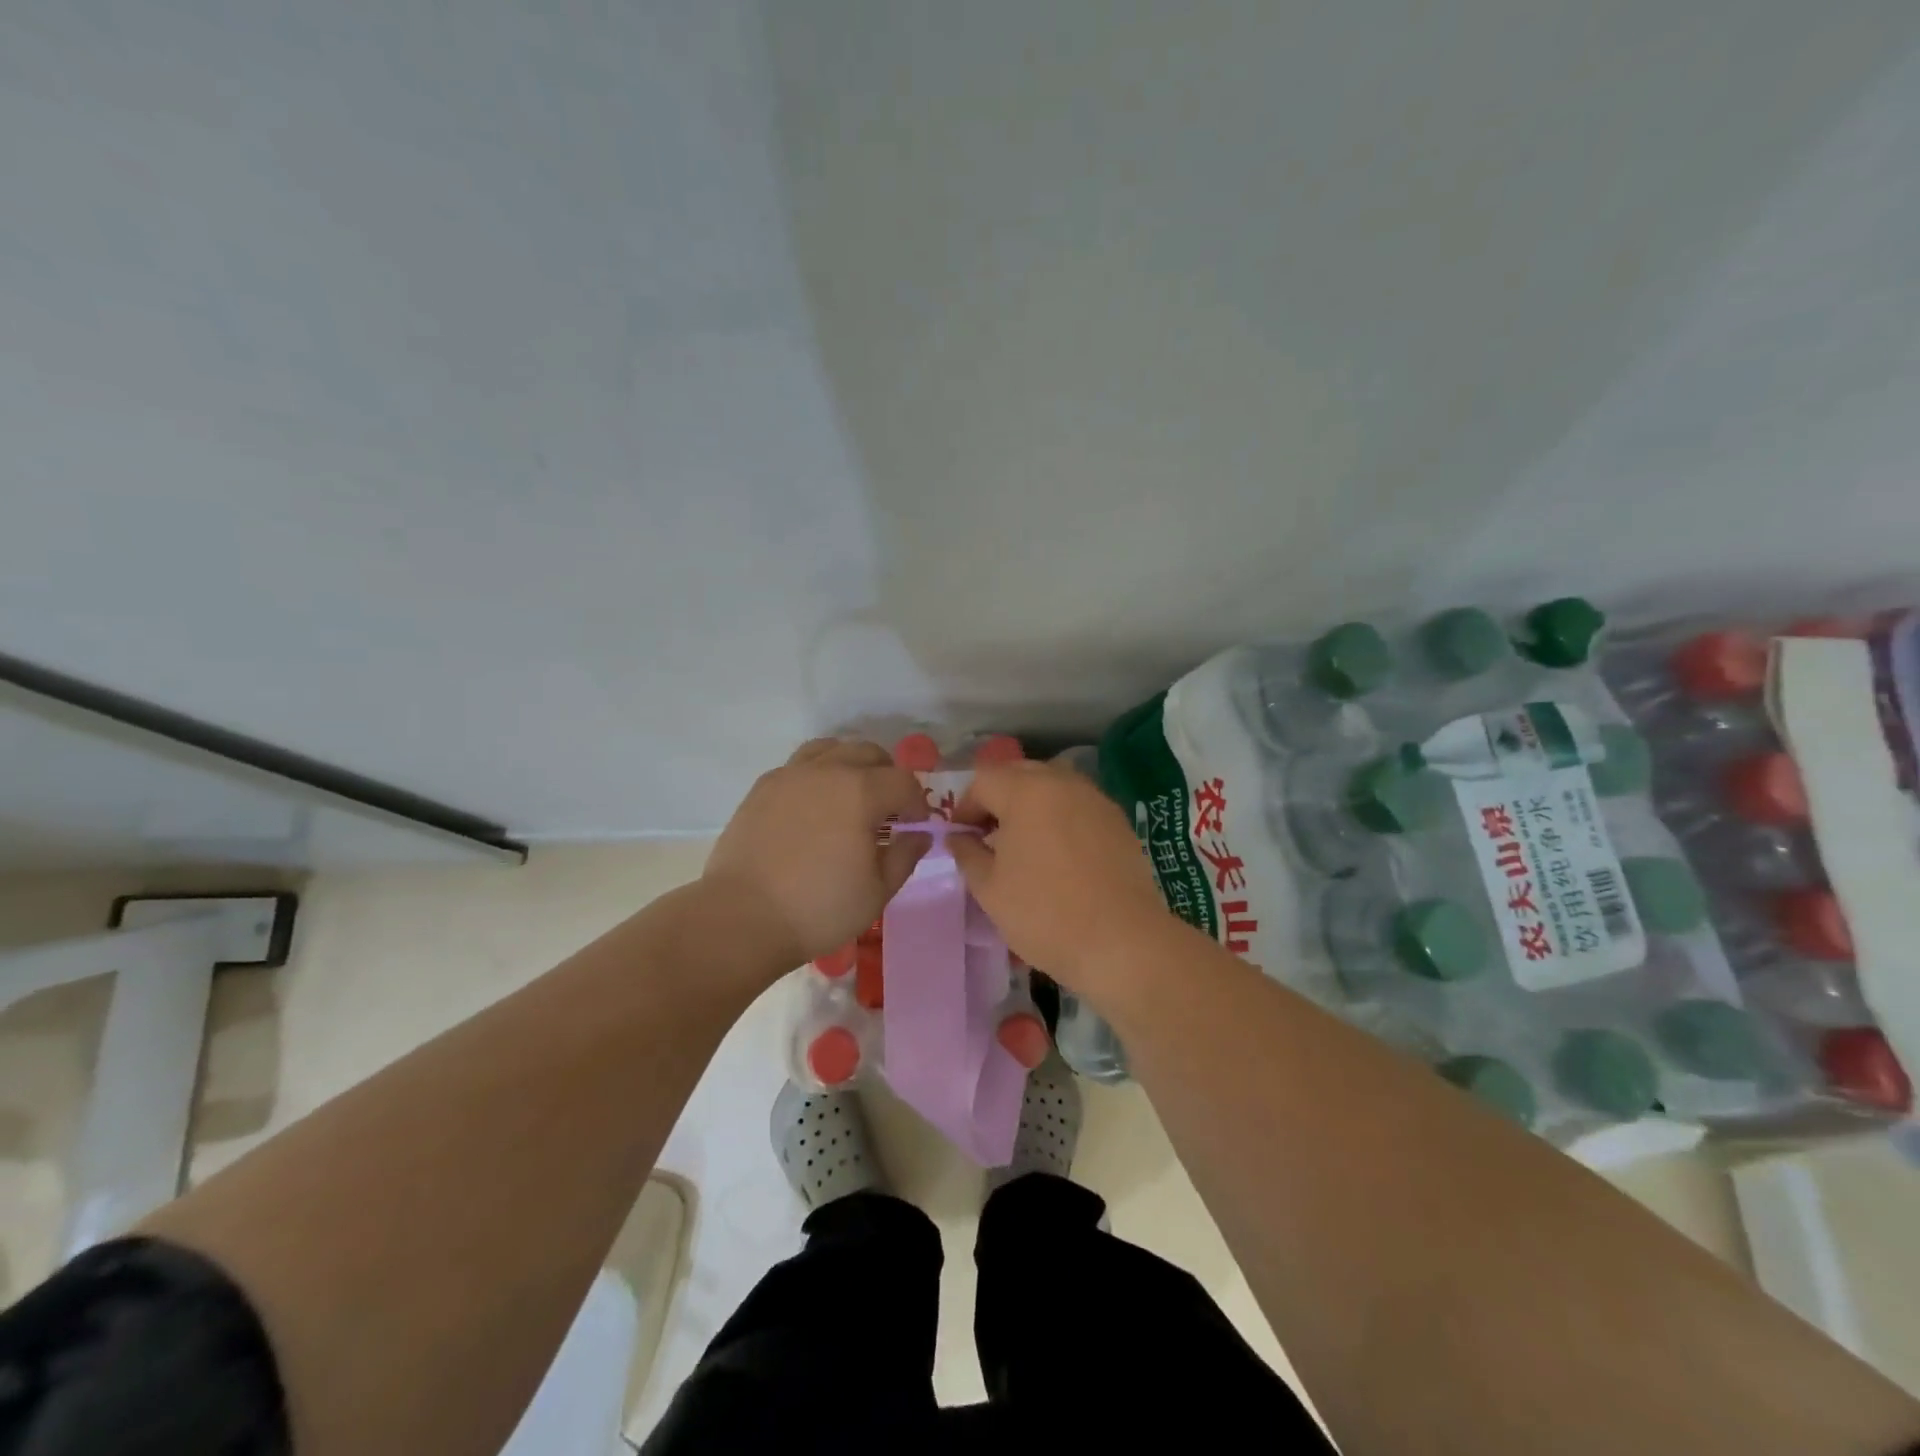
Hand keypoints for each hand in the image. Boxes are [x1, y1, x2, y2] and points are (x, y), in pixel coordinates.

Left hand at [703, 737, 929, 972]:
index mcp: (860, 792)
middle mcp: (827, 770)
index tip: (914, 827)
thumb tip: (919, 835)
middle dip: (887, 776)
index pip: (903, 782)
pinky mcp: (762, 787)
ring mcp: (790, 775)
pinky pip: (799, 765)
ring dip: (851, 765)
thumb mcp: (877, 892)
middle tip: (888, 810)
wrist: (742, 917)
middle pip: (869, 753)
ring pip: (831, 748)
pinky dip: (818, 774)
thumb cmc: (819, 908)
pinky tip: (815, 805)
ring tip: (851, 796)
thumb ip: (905, 856)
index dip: (917, 803)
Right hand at [948, 759, 1175, 994]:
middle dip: (998, 799)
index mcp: (1026, 791)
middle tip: (988, 836)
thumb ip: (967, 854)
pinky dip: (1060, 818)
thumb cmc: (1045, 914)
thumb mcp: (990, 889)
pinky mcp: (1118, 821)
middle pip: (1019, 774)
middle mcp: (1063, 783)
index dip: (965, 806)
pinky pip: (1078, 805)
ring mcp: (1095, 799)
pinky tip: (1058, 855)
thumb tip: (958, 837)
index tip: (961, 838)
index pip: (983, 780)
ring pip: (1052, 786)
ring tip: (1023, 845)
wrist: (1123, 942)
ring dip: (1030, 805)